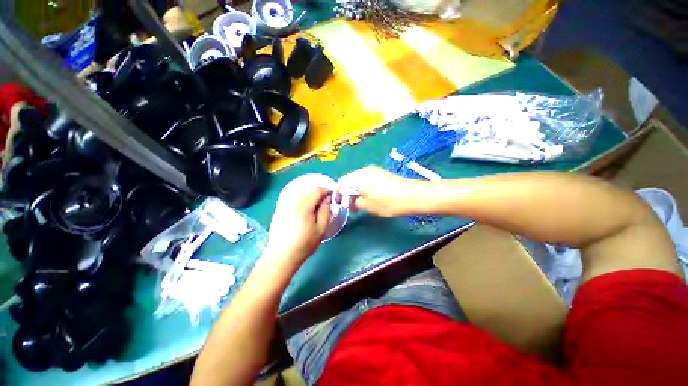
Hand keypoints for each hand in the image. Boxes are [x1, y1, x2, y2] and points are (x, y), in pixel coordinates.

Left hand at [264, 187, 330, 265]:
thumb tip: (327, 199)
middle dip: (318, 194)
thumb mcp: (321, 229)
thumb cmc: (304, 244)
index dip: (326, 190)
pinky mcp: (278, 211)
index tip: (332, 193)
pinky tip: (303, 212)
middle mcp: (292, 203)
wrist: (281, 257)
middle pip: (307, 192)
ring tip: (315, 207)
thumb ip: (325, 211)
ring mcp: (283, 206)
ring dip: (309, 198)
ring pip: (300, 196)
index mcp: (303, 207)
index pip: (316, 191)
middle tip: (325, 201)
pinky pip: (293, 201)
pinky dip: (301, 202)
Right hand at [338, 166, 426, 216]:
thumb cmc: (387, 202)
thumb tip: (352, 201)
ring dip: (357, 191)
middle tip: (353, 207)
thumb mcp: (367, 206)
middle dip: (348, 193)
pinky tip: (371, 197)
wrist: (412, 195)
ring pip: (358, 180)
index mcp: (357, 177)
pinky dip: (365, 188)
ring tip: (362, 203)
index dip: (339, 194)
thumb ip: (355, 202)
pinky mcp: (381, 173)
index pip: (341, 182)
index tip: (342, 204)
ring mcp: (373, 170)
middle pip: (349, 180)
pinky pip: (367, 179)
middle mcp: (363, 170)